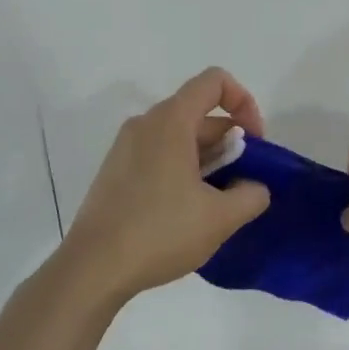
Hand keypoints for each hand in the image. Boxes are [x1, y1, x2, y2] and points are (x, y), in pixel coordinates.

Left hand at [62, 68, 272, 304]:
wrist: (94, 268)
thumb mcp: (221, 217)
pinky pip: (159, 155)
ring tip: (217, 203)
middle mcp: (145, 124)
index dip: (244, 103)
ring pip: (179, 137)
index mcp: (170, 121)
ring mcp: (125, 147)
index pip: (214, 82)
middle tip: (241, 185)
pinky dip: (183, 170)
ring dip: (209, 160)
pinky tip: (187, 212)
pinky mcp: (115, 171)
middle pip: (199, 113)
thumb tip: (254, 187)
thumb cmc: (161, 232)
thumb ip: (252, 194)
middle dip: (230, 142)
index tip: (254, 144)